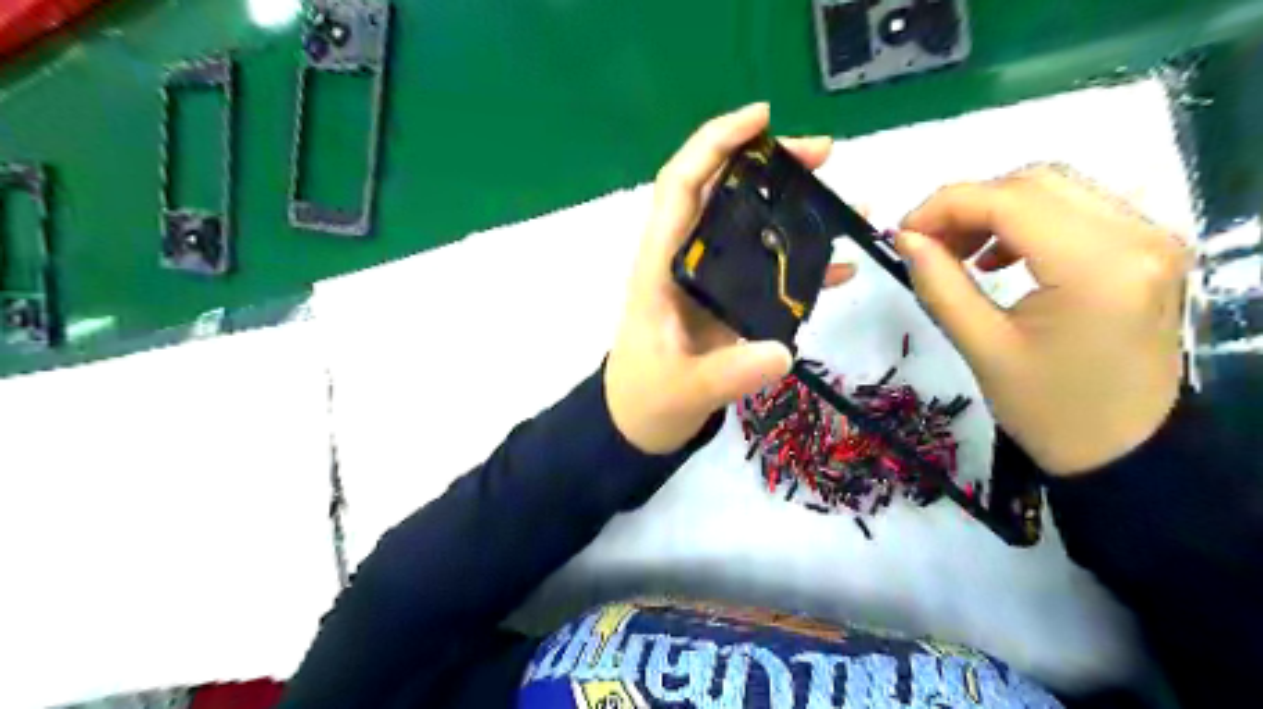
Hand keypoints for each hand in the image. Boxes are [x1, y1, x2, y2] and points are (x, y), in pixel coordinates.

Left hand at [607, 102, 852, 454]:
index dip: (715, 143)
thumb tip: (783, 351)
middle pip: (722, 191)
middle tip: (826, 156)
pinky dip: (801, 260)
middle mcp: (684, 259)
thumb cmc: (648, 398)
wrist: (641, 422)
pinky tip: (840, 266)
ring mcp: (708, 279)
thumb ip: (729, 373)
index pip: (682, 186)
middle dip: (770, 164)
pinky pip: (766, 267)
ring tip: (847, 201)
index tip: (763, 119)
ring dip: (794, 206)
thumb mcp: (684, 389)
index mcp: (660, 265)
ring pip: (749, 224)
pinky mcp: (728, 299)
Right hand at [902, 165, 1191, 475]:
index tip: (902, 232)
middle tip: (926, 242)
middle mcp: (1137, 236)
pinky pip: (1077, 209)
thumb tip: (906, 237)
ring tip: (958, 251)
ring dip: (995, 209)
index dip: (945, 205)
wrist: (1123, 448)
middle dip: (968, 203)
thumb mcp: (980, 346)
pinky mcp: (1146, 249)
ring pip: (1056, 189)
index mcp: (1097, 267)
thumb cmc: (1047, 409)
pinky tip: (999, 256)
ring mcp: (1150, 239)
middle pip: (1036, 182)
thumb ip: (939, 283)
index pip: (1010, 199)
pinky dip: (1027, 220)